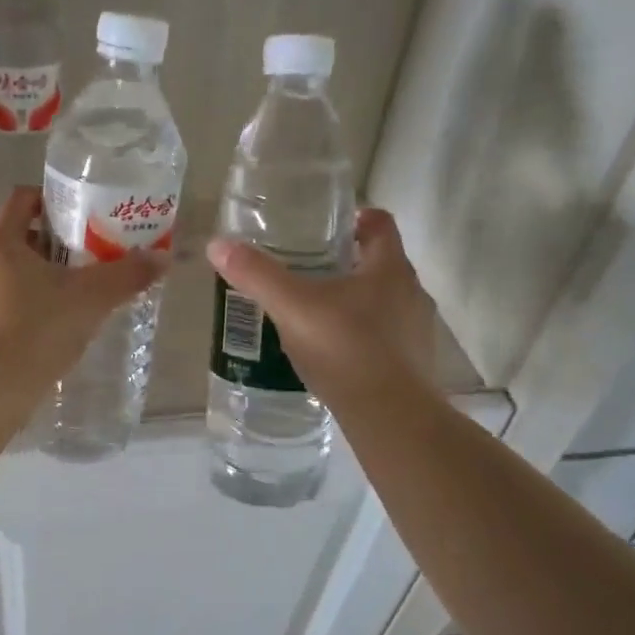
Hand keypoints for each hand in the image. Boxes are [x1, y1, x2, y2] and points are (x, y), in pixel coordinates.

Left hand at [0, 188, 167, 381]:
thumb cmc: (37, 331)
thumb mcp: (91, 301)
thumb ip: (127, 275)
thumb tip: (163, 258)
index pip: (22, 200)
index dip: (50, 204)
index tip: (75, 222)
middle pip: (7, 241)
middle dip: (40, 252)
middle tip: (74, 273)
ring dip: (17, 285)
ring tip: (50, 311)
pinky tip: (22, 341)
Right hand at [206, 208, 438, 401]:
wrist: (390, 417)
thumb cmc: (345, 349)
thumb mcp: (291, 308)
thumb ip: (257, 275)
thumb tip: (217, 245)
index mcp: (389, 268)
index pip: (380, 223)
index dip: (356, 217)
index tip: (329, 226)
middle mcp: (412, 292)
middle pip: (382, 262)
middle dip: (349, 262)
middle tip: (310, 268)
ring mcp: (417, 330)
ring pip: (386, 302)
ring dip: (357, 301)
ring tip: (317, 312)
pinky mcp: (414, 364)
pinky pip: (387, 337)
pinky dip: (363, 336)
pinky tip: (334, 352)